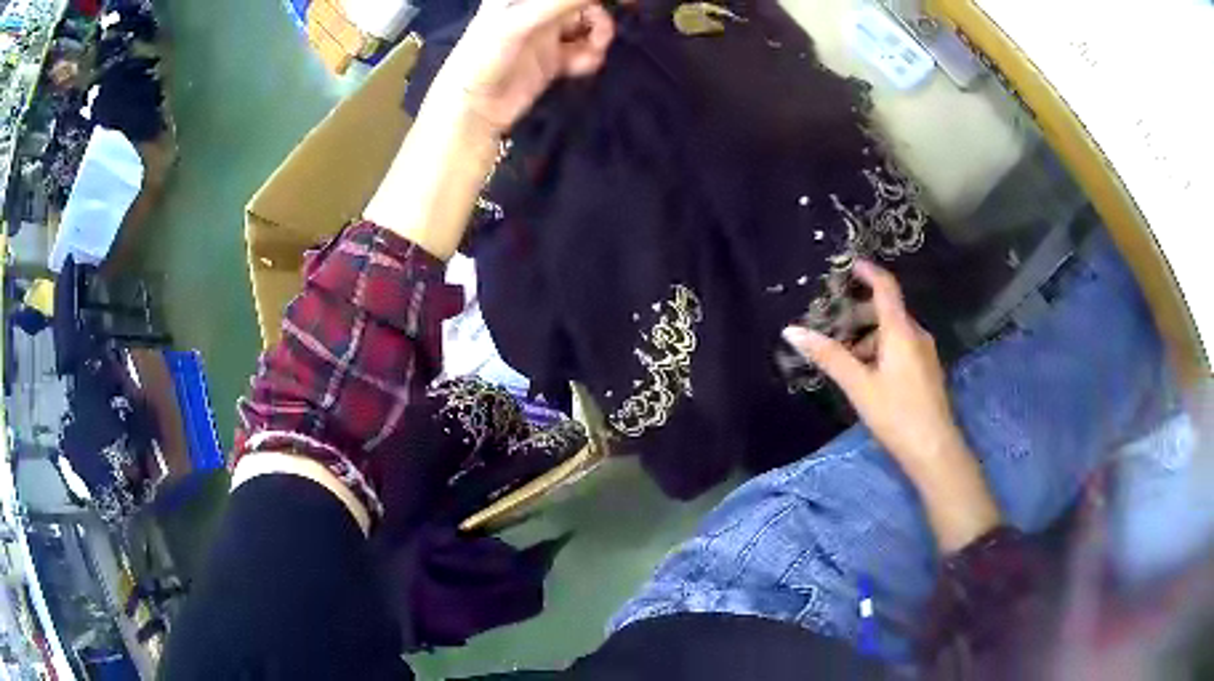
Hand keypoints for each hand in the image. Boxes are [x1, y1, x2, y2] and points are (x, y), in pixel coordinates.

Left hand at [430, 0, 614, 135]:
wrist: (473, 110)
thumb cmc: (485, 56)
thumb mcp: (522, 22)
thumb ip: (562, 2)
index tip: (614, 1)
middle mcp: (535, 8)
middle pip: (581, 3)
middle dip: (599, 14)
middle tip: (606, 30)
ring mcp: (546, 33)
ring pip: (589, 24)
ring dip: (598, 36)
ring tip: (592, 51)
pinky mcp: (554, 58)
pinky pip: (585, 49)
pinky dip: (589, 57)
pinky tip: (579, 67)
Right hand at [783, 261, 1001, 551]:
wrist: (934, 449)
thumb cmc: (896, 414)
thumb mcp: (859, 385)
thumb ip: (829, 356)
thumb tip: (792, 331)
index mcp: (901, 331)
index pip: (886, 288)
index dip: (868, 271)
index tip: (848, 264)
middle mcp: (916, 334)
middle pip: (887, 311)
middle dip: (859, 314)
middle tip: (833, 325)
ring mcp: (925, 353)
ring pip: (893, 332)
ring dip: (868, 337)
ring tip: (845, 359)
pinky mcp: (926, 370)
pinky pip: (901, 347)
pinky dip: (881, 350)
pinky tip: (867, 375)